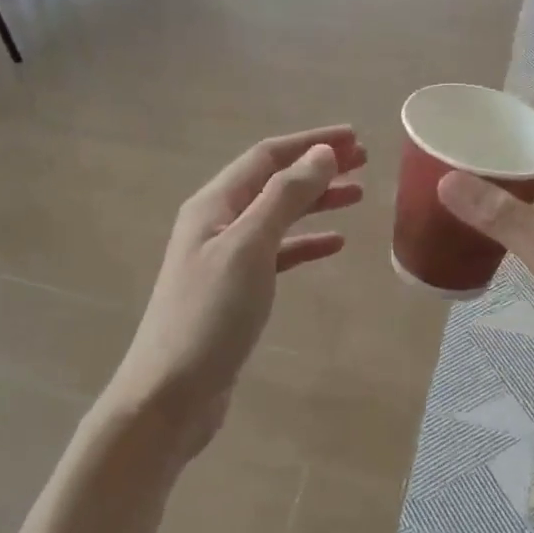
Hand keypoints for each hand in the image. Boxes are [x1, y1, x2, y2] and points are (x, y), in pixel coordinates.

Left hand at [107, 126, 366, 462]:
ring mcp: (225, 258)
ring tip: (357, 195)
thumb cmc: (209, 315)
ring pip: (278, 216)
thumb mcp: (249, 247)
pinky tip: (334, 244)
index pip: (267, 156)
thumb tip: (321, 153)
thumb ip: (284, 197)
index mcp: (214, 204)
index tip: (354, 137)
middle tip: (364, 162)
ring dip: (315, 202)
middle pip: (273, 182)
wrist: (169, 395)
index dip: (310, 142)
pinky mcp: (236, 291)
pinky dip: (305, 244)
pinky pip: (277, 254)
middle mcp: (217, 223)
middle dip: (317, 167)